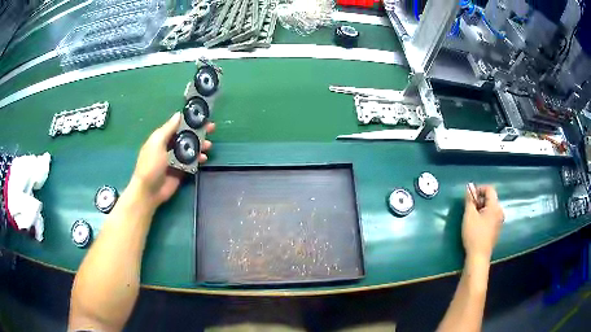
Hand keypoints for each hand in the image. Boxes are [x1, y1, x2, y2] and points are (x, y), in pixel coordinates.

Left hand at [130, 112, 214, 205]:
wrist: (149, 191)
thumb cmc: (150, 165)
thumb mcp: (157, 143)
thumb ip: (168, 129)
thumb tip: (178, 114)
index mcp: (163, 137)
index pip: (178, 125)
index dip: (190, 120)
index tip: (202, 117)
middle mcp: (170, 146)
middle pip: (187, 136)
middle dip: (199, 132)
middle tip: (211, 128)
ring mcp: (176, 159)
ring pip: (191, 148)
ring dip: (201, 145)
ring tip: (208, 146)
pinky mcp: (182, 170)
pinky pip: (193, 162)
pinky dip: (199, 158)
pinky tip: (204, 158)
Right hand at [462, 185, 503, 260]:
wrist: (479, 256)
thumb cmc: (474, 234)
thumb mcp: (469, 215)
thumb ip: (469, 200)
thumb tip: (469, 187)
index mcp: (495, 206)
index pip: (489, 189)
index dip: (479, 189)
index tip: (469, 196)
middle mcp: (500, 211)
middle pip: (490, 198)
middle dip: (479, 200)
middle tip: (469, 207)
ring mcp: (500, 221)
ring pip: (490, 208)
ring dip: (481, 208)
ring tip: (471, 217)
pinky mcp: (497, 229)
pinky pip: (491, 216)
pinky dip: (484, 216)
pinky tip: (477, 225)